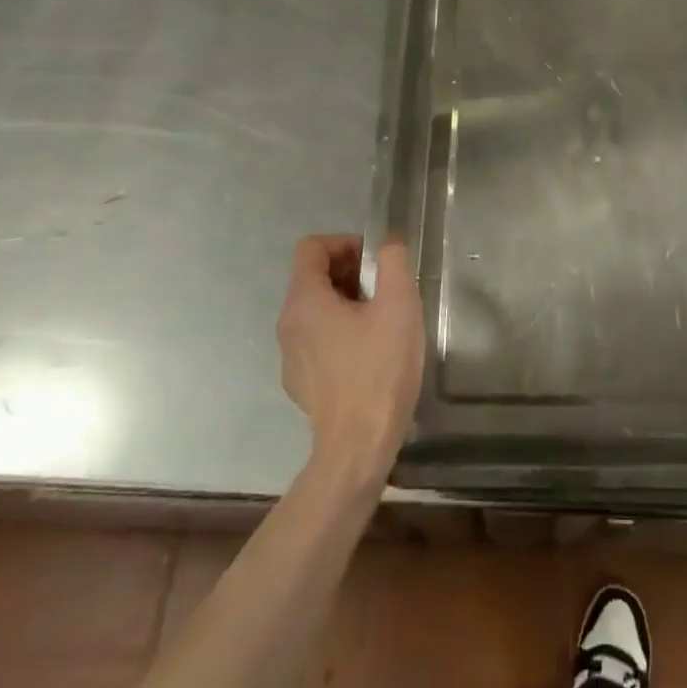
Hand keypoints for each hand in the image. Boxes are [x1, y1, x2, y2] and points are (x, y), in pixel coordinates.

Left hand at [278, 234, 423, 488]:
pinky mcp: (299, 381)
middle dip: (349, 271)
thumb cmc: (380, 369)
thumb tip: (387, 242)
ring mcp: (289, 355)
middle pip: (312, 276)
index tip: (375, 261)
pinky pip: (316, 340)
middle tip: (385, 289)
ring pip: (315, 309)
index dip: (344, 242)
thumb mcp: (399, 305)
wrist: (358, 445)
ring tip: (381, 320)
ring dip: (346, 301)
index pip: (311, 247)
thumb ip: (392, 262)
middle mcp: (287, 323)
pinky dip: (339, 332)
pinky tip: (368, 354)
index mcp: (304, 300)